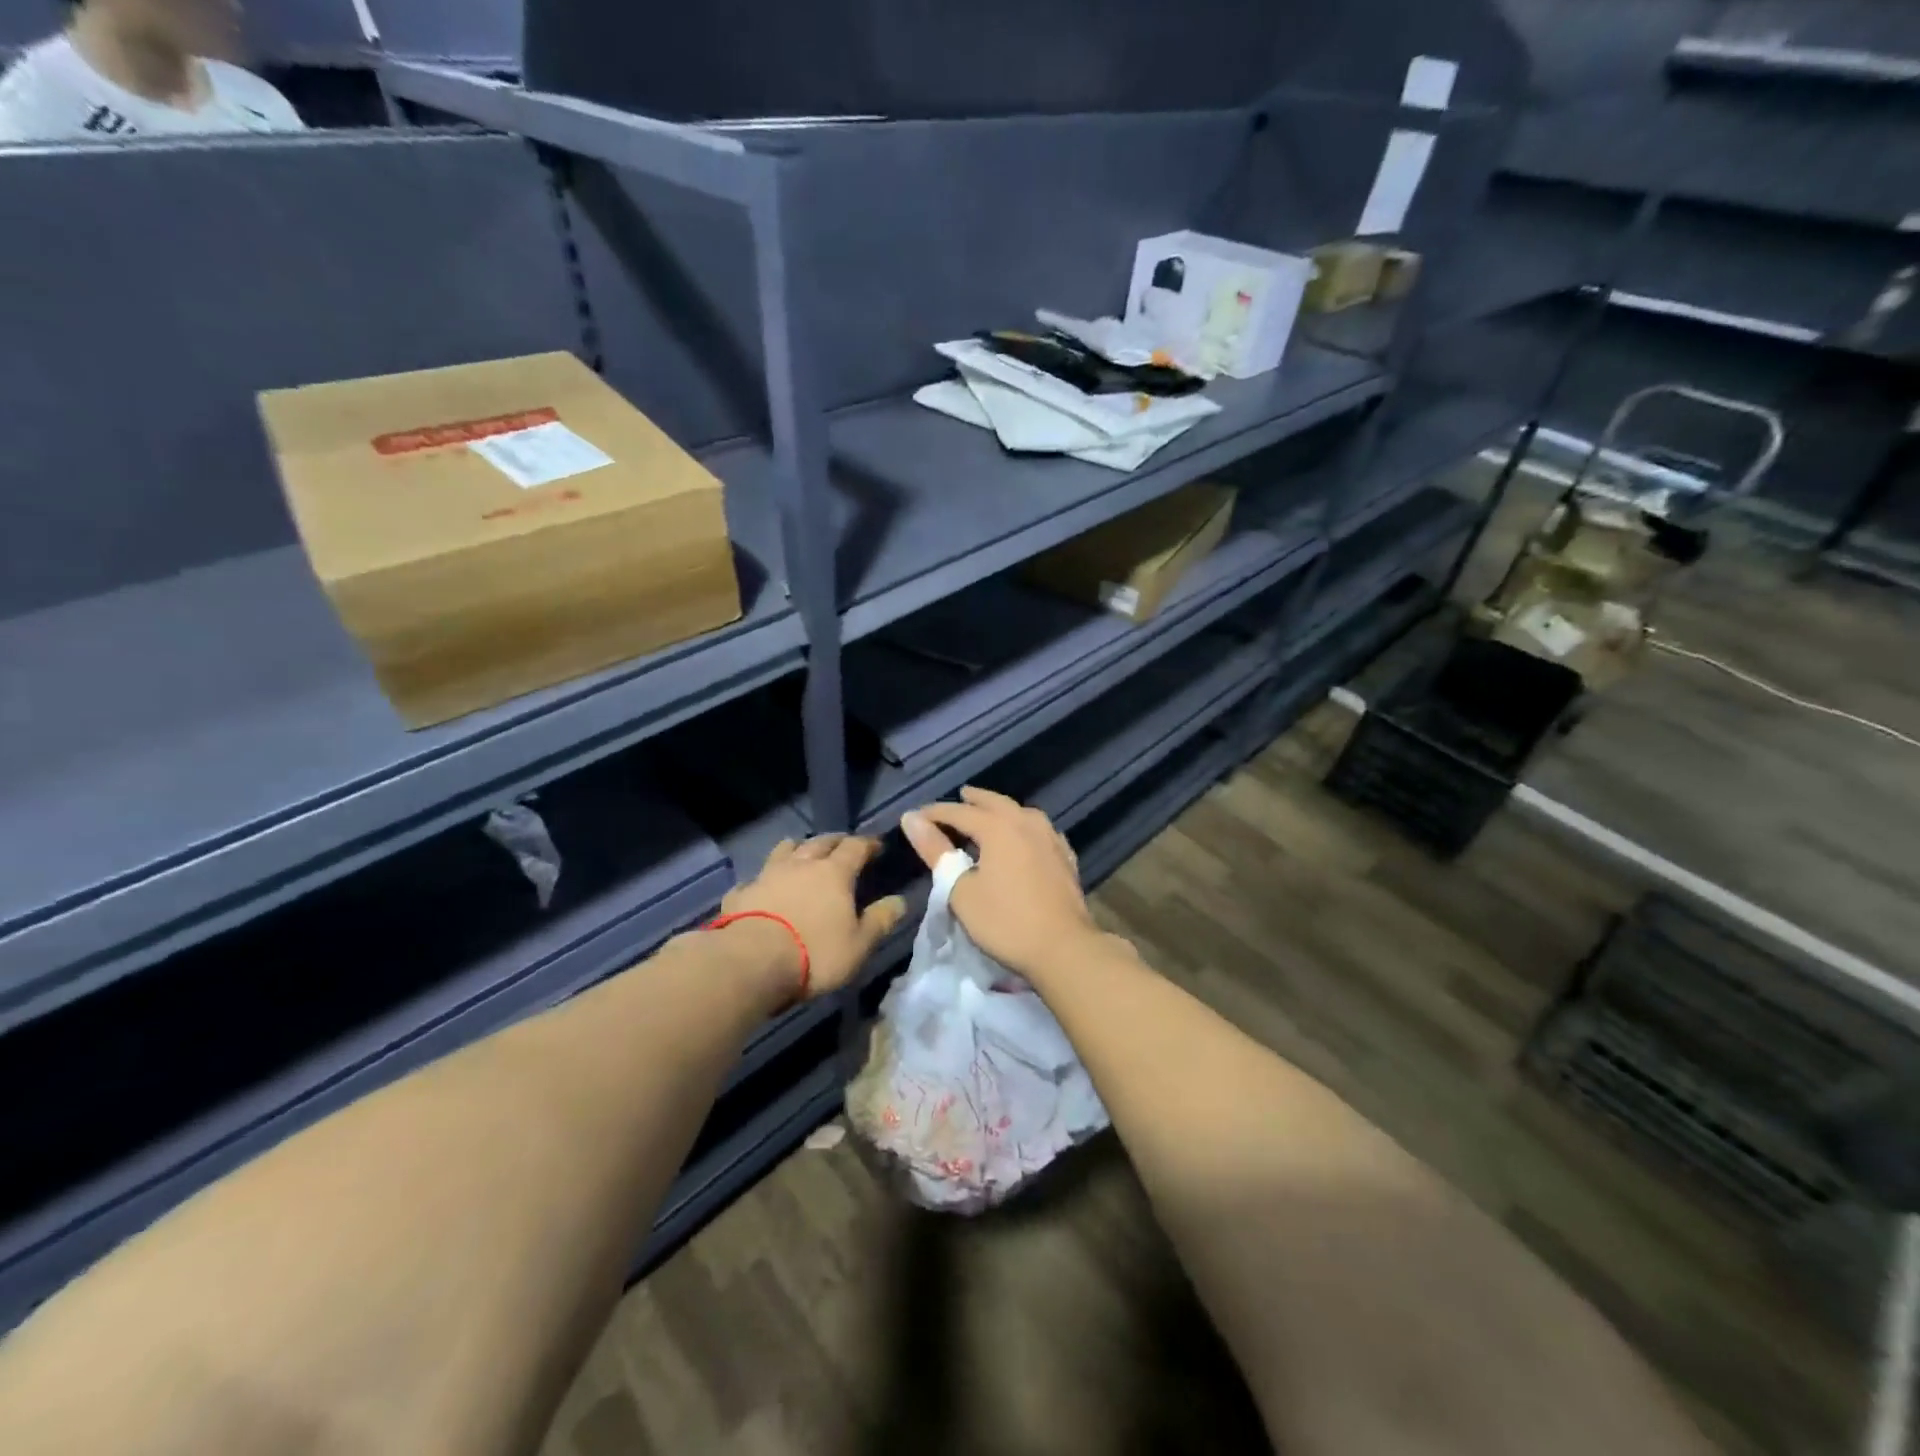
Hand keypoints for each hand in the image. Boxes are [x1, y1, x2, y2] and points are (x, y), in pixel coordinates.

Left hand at [720, 835, 905, 999]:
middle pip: (821, 842)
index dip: (868, 844)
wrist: (750, 962)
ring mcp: (767, 875)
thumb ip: (880, 920)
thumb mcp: (859, 944)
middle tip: (843, 845)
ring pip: (785, 849)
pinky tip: (764, 887)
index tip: (877, 846)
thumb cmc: (814, 953)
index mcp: (834, 873)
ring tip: (804, 854)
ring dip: (798, 848)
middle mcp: (801, 864)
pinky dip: (764, 879)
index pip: (856, 847)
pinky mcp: (741, 892)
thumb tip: (900, 901)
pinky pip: (755, 878)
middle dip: (835, 841)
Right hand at [900, 787, 1104, 982]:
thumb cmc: (1005, 921)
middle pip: (996, 803)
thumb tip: (911, 818)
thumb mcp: (960, 890)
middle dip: (975, 800)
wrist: (1064, 948)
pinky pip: (1041, 831)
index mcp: (999, 828)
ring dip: (1002, 809)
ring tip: (991, 814)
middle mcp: (1027, 824)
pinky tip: (1027, 837)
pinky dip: (1026, 827)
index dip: (936, 813)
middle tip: (960, 796)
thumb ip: (936, 852)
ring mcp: (1051, 839)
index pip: (960, 812)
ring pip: (1022, 813)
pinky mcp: (1066, 858)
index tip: (916, 816)